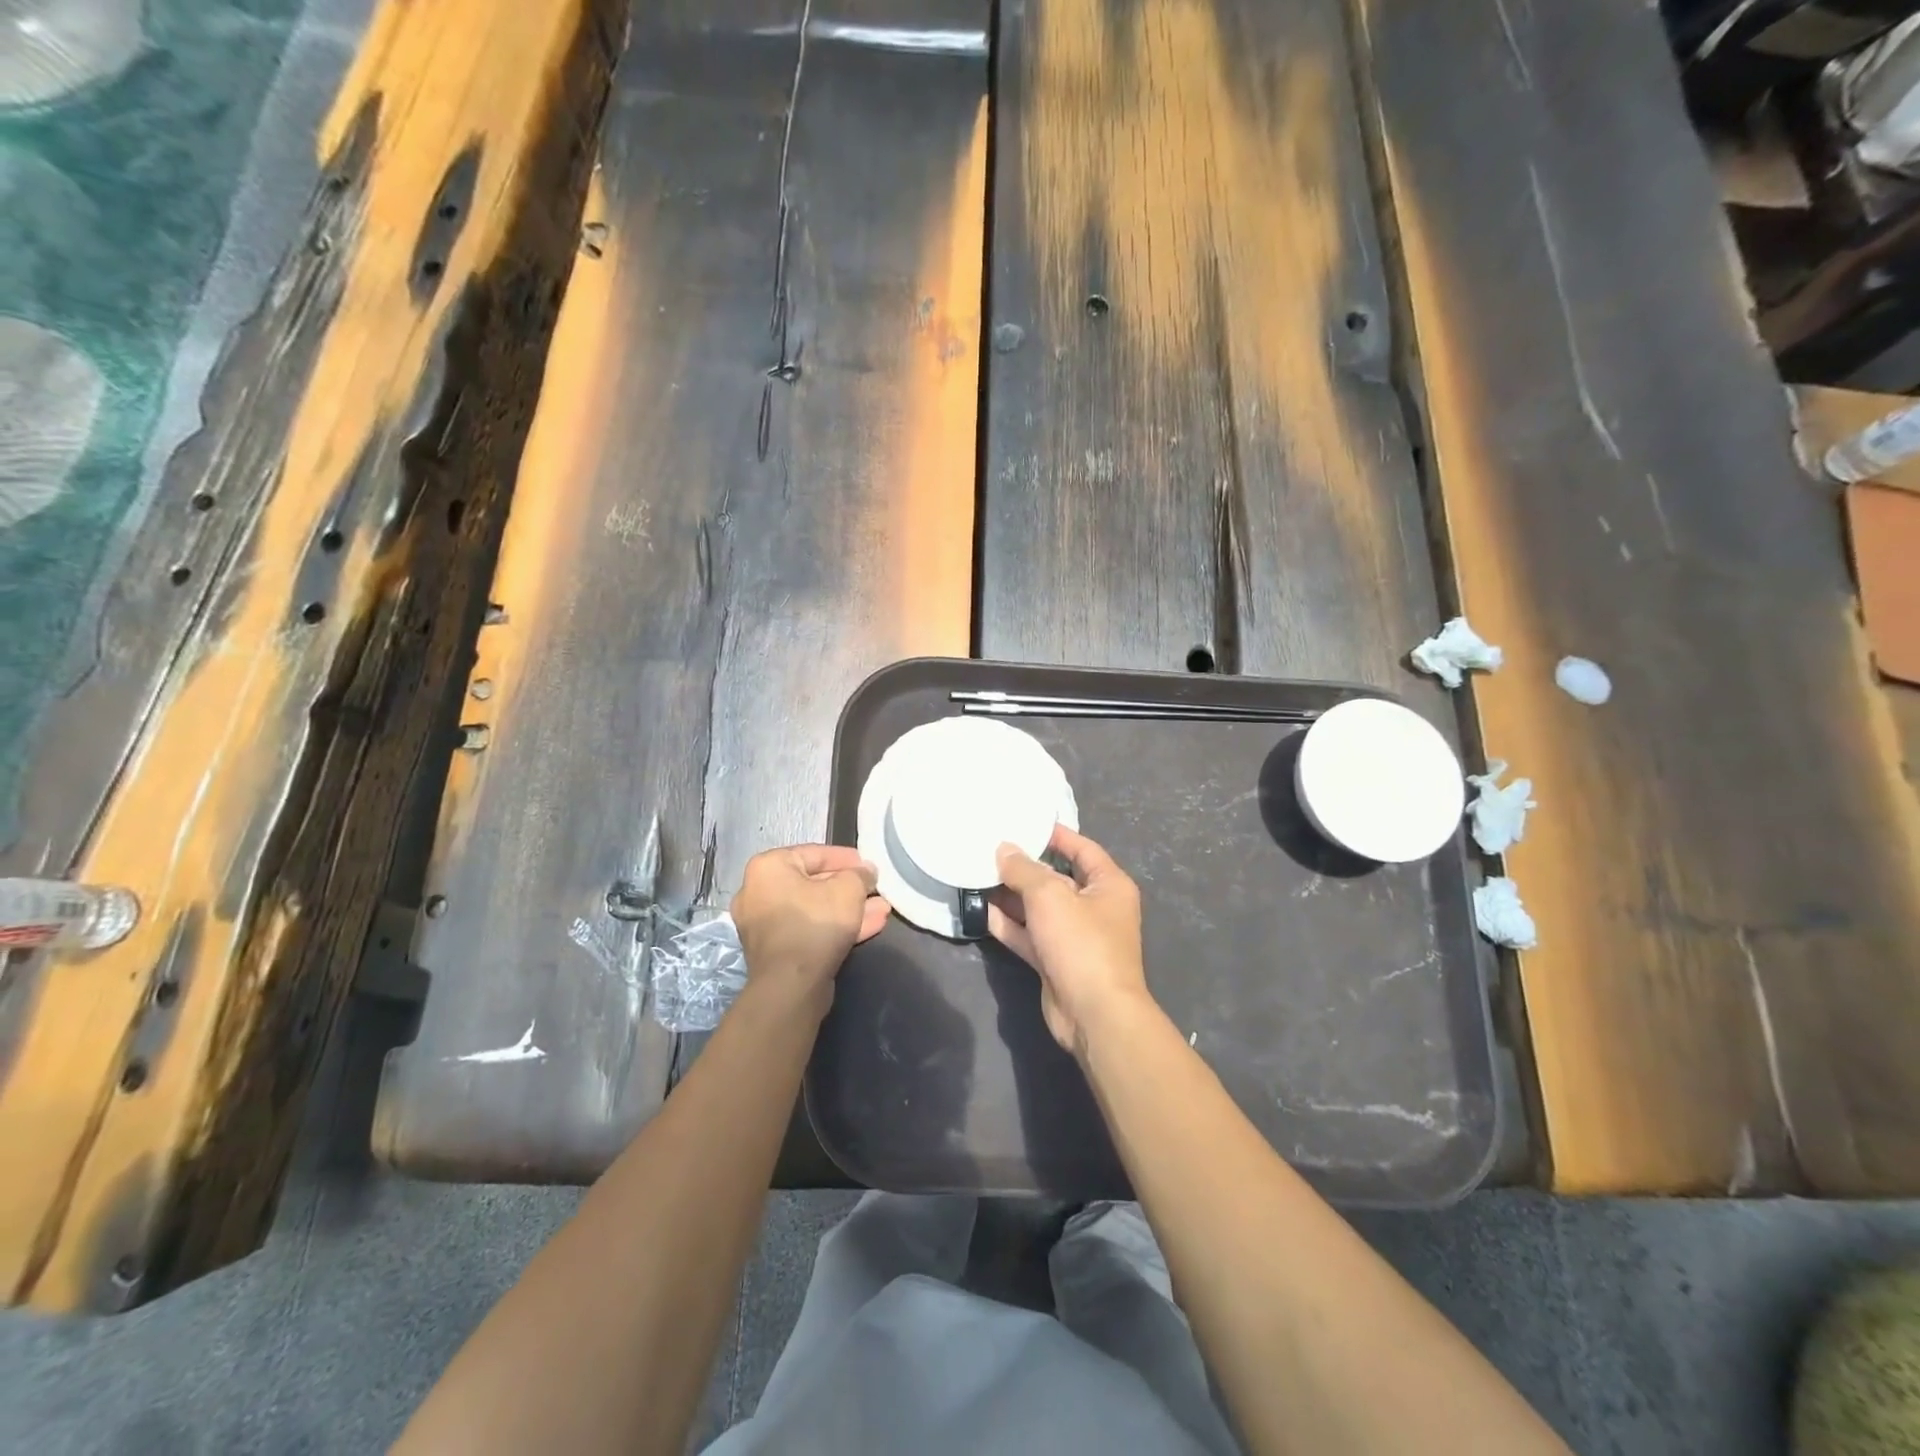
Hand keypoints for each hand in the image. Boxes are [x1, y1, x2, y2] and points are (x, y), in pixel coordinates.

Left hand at [731, 845, 889, 1011]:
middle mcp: (758, 892)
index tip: (869, 866)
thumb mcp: (848, 889)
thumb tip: (865, 872)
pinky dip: (835, 927)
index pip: (814, 853)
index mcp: (768, 868)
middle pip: (814, 883)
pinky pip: (809, 930)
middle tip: (875, 889)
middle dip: (850, 888)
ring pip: (815, 909)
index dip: (847, 858)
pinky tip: (869, 926)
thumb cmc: (816, 923)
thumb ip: (860, 874)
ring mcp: (764, 925)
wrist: (791, 985)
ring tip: (881, 910)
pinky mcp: (776, 952)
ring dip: (848, 909)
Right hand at [989, 826, 1152, 1057]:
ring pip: (1039, 908)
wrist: (1094, 1014)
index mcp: (1108, 885)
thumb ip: (1023, 870)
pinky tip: (981, 910)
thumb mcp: (1050, 896)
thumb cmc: (1081, 943)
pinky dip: (1009, 924)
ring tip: (978, 874)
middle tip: (990, 848)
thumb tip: (1004, 849)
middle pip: (1057, 878)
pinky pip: (1029, 935)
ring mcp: (1074, 937)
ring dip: (1012, 895)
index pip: (1082, 849)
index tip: (1024, 822)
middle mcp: (1094, 907)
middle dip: (1025, 866)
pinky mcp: (1055, 961)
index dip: (1056, 835)